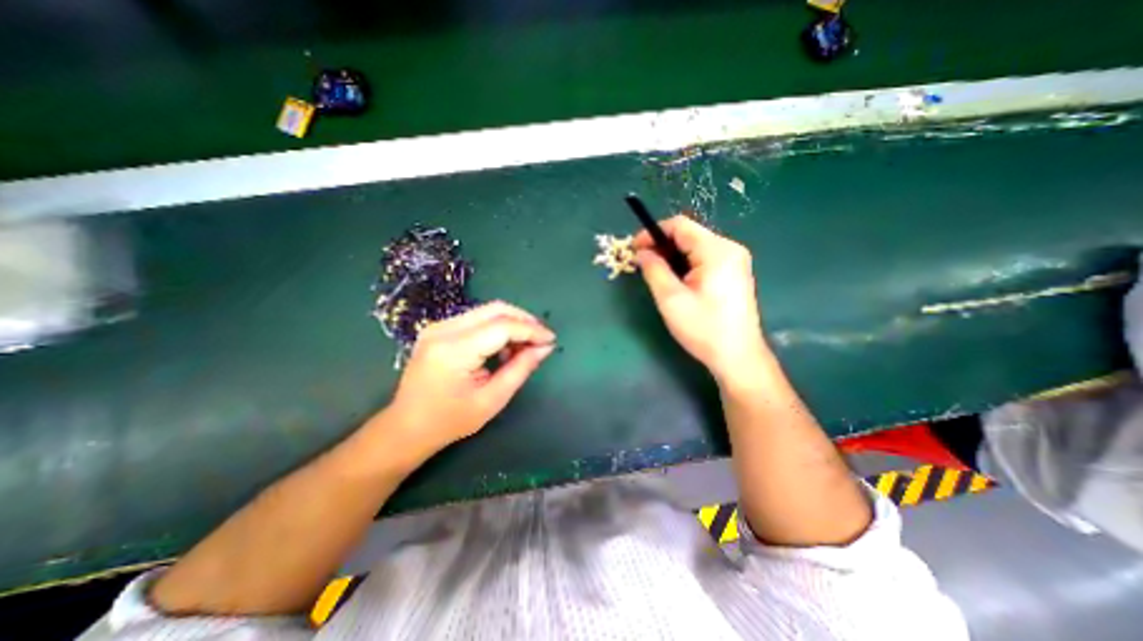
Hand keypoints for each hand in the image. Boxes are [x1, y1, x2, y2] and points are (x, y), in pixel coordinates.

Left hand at [382, 301, 556, 458]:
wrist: (407, 427)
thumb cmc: (450, 421)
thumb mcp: (492, 400)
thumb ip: (520, 369)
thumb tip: (545, 347)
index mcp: (454, 350)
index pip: (502, 326)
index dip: (531, 330)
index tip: (551, 339)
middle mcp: (443, 329)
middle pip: (495, 309)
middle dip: (524, 320)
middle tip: (541, 339)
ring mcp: (438, 326)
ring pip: (487, 311)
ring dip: (512, 323)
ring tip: (524, 347)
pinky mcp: (439, 328)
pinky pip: (477, 318)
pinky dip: (497, 328)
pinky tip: (503, 347)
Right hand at [635, 214, 765, 384]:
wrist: (738, 356)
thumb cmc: (703, 328)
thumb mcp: (671, 299)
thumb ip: (654, 270)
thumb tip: (642, 252)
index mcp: (716, 250)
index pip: (680, 225)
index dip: (653, 232)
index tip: (634, 248)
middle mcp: (729, 248)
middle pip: (689, 234)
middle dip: (662, 245)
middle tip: (642, 263)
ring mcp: (735, 261)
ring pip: (695, 246)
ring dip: (673, 255)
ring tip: (656, 273)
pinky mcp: (734, 273)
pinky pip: (705, 258)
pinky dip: (686, 263)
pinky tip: (676, 280)